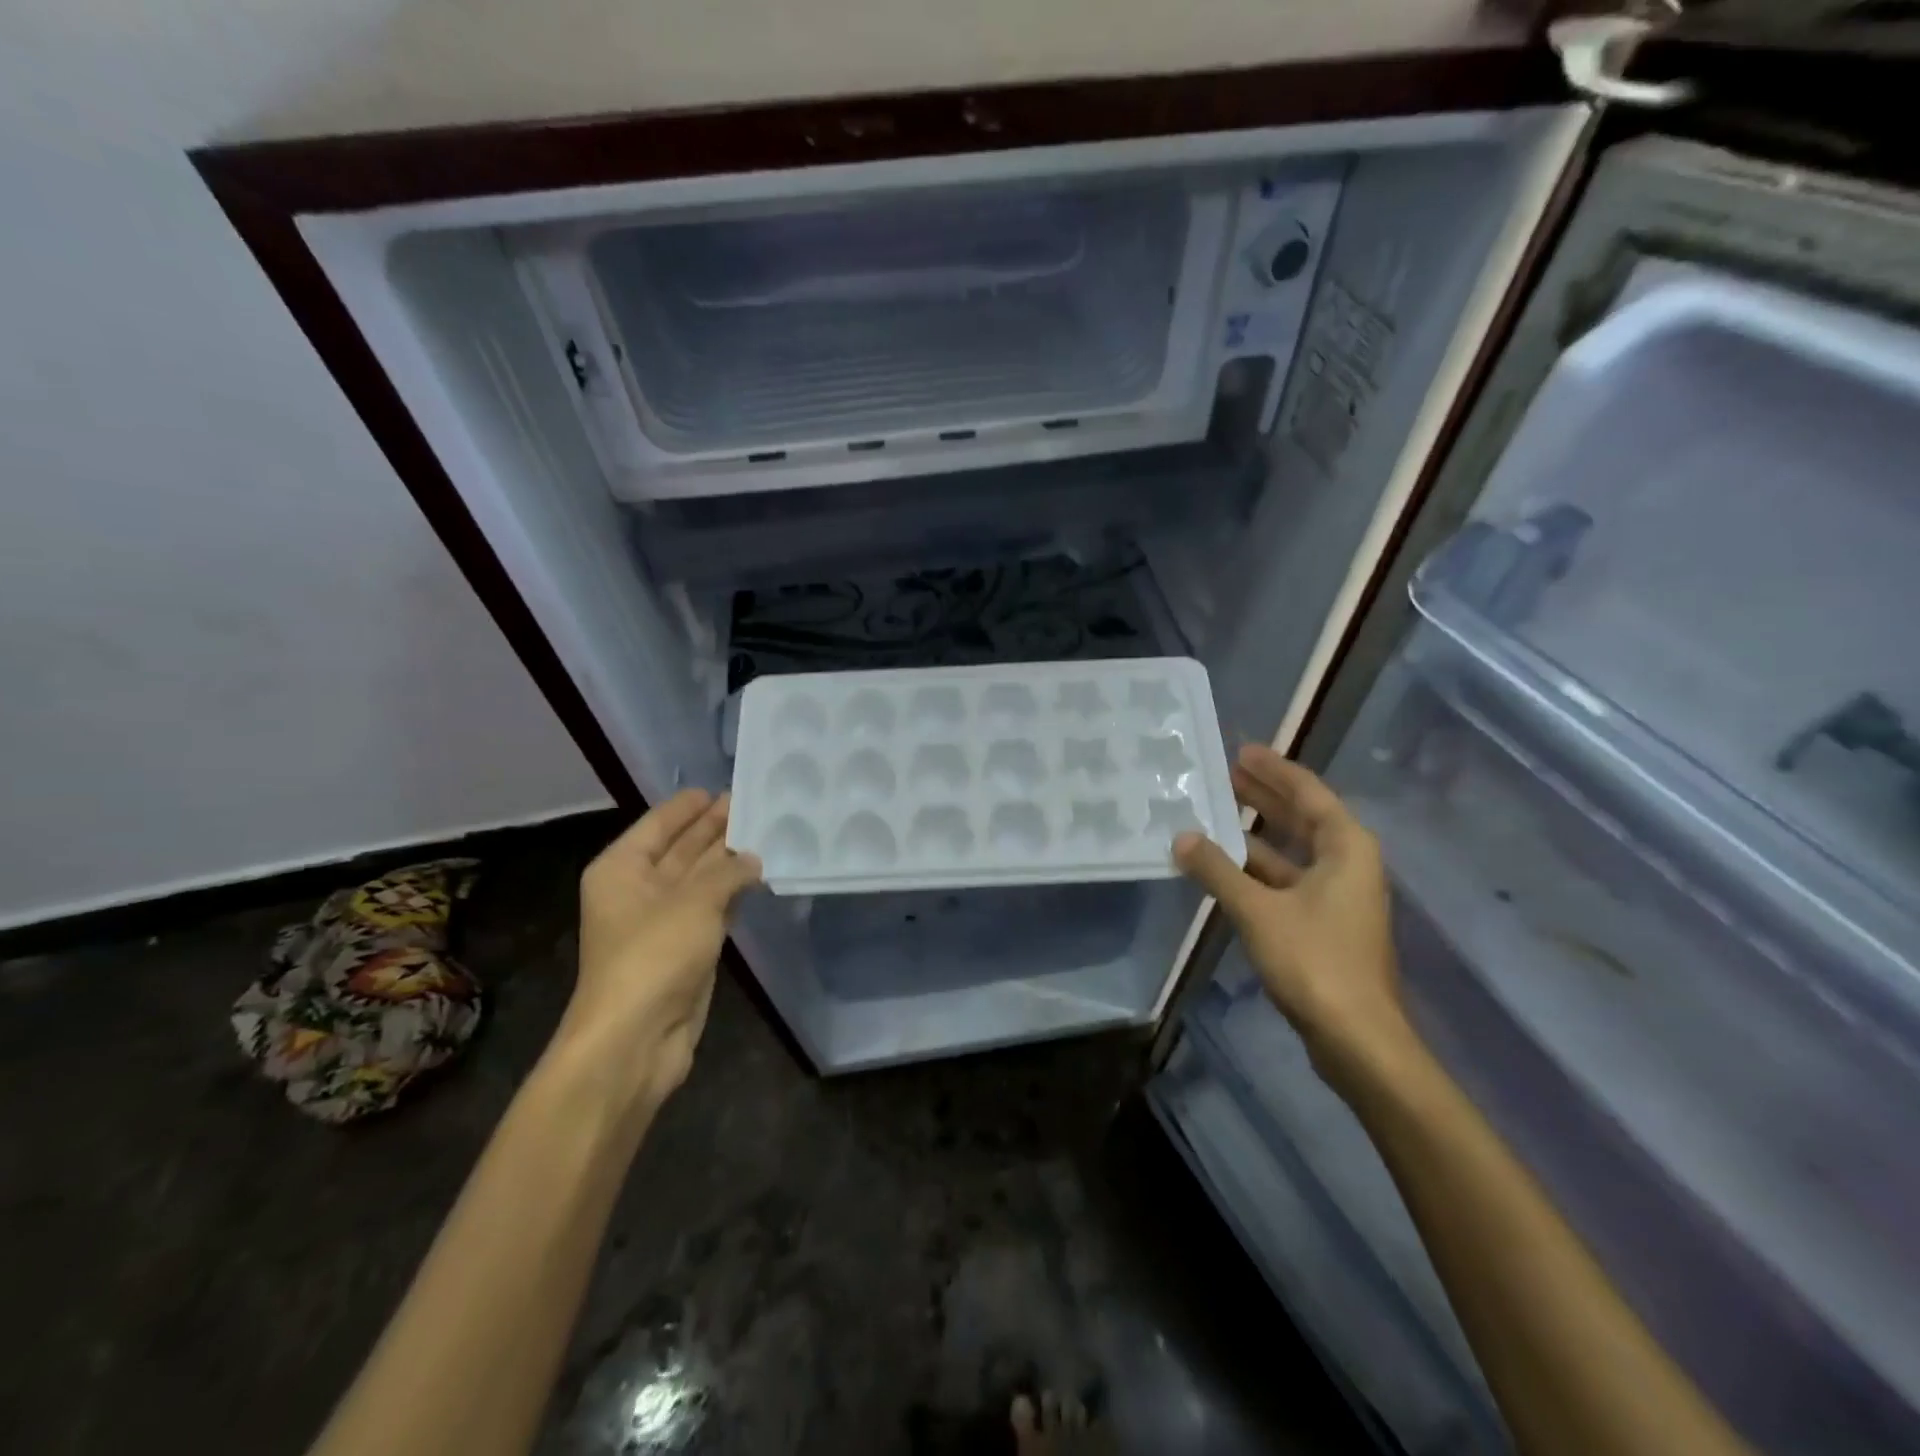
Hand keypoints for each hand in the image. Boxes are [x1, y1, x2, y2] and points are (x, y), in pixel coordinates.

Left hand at [553, 789, 761, 1114]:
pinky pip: (714, 907)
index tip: (725, 786)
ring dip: (730, 860)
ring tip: (769, 832)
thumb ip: (728, 872)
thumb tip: (754, 858)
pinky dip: (735, 892)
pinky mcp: (687, 946)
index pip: (660, 823)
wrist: (636, 1038)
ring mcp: (664, 919)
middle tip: (756, 804)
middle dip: (716, 828)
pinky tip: (761, 875)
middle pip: (683, 848)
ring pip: (702, 878)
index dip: (691, 805)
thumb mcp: (694, 901)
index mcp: (623, 868)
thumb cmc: (653, 956)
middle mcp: (640, 888)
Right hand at [1174, 745, 1412, 1093]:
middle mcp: (1346, 863)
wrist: (1358, 1039)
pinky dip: (1256, 869)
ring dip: (1254, 834)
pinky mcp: (1324, 924)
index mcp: (1345, 847)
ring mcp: (1336, 896)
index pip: (1307, 792)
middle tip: (1222, 774)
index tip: (1241, 750)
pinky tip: (1223, 867)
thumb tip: (1181, 838)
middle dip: (1263, 796)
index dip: (1274, 769)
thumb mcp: (1258, 910)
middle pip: (1301, 817)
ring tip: (1213, 814)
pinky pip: (1286, 880)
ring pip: (1291, 851)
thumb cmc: (1315, 961)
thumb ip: (1217, 870)